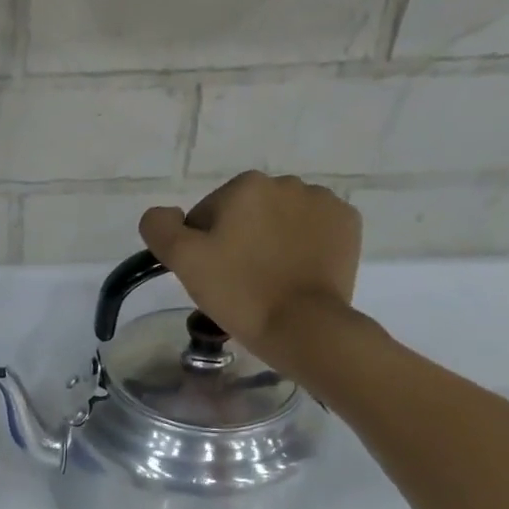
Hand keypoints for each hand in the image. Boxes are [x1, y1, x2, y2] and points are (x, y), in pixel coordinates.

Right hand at [140, 172, 363, 372]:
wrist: (303, 325)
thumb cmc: (239, 292)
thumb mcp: (184, 261)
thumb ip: (161, 228)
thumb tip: (163, 214)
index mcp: (245, 186)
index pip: (205, 216)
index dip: (200, 248)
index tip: (209, 276)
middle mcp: (287, 183)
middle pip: (244, 216)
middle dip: (237, 242)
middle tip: (235, 282)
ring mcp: (323, 202)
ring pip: (278, 222)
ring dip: (269, 243)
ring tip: (267, 281)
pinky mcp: (347, 226)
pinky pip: (312, 231)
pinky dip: (301, 248)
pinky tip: (294, 275)